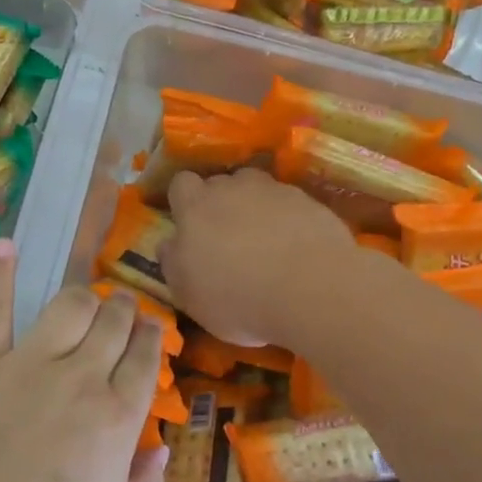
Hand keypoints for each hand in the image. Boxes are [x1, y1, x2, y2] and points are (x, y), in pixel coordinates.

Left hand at [0, 239, 168, 481]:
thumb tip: (161, 446)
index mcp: (117, 419)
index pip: (145, 359)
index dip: (151, 337)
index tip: (150, 329)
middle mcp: (81, 378)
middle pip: (113, 323)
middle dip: (124, 310)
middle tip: (122, 309)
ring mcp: (28, 365)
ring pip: (69, 305)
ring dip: (84, 295)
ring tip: (86, 295)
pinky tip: (6, 244)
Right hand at [161, 169, 355, 346]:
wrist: (312, 291)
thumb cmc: (238, 298)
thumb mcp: (189, 295)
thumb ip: (173, 263)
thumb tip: (168, 243)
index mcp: (196, 207)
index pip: (181, 184)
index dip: (184, 201)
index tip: (190, 225)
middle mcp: (233, 188)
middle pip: (221, 183)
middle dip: (221, 203)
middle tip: (228, 238)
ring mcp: (275, 191)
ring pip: (258, 189)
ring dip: (256, 207)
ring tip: (265, 240)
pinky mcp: (310, 202)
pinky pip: (291, 204)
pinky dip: (289, 220)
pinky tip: (296, 249)